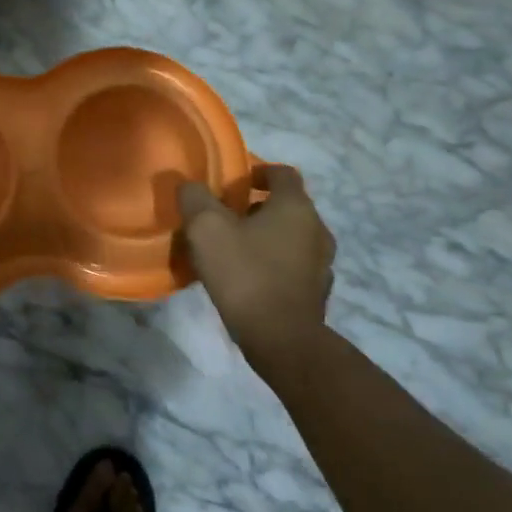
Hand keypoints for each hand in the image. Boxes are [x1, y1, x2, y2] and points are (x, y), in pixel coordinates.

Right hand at [178, 165, 335, 374]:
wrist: (282, 340)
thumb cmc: (245, 273)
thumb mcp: (206, 228)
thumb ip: (195, 198)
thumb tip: (189, 184)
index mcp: (295, 206)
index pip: (282, 173)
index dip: (257, 171)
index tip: (234, 183)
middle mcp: (317, 228)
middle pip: (287, 205)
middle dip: (257, 207)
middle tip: (225, 216)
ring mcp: (322, 263)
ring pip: (291, 236)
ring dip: (266, 236)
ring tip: (234, 248)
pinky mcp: (317, 292)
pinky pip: (293, 264)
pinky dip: (274, 262)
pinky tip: (249, 278)